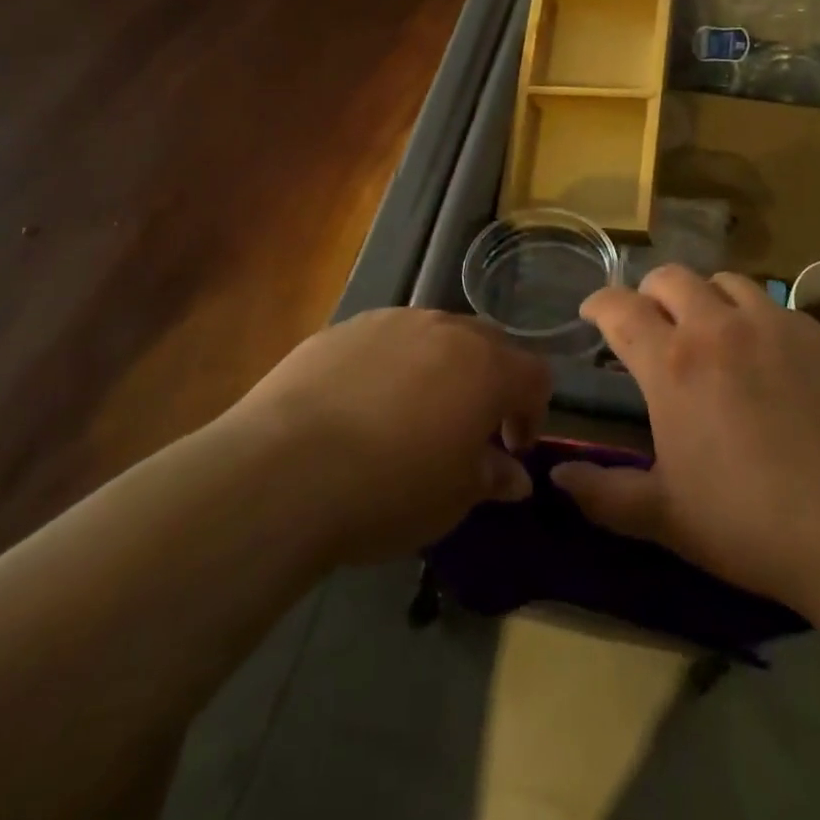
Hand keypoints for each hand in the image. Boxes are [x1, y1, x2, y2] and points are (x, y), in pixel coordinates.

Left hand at [228, 308, 551, 565]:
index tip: (511, 449)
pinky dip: (391, 366)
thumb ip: (492, 477)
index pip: (534, 375)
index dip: (532, 412)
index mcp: (486, 366)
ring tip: (412, 414)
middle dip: (489, 382)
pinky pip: (385, 340)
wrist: (284, 470)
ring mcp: (391, 322)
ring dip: (439, 369)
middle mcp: (445, 329)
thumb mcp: (453, 498)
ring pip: (434, 336)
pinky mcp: (343, 328)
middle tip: (469, 428)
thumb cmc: (389, 489)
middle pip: (488, 344)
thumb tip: (514, 476)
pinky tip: (362, 406)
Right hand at [550, 266, 819, 617]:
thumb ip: (605, 494)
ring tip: (709, 329)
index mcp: (672, 364)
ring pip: (725, 281)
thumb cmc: (753, 524)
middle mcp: (718, 327)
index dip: (598, 304)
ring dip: (704, 297)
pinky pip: (775, 305)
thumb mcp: (667, 518)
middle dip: (650, 293)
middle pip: (671, 278)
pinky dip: (753, 316)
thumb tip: (556, 478)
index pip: (620, 309)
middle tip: (651, 323)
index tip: (591, 313)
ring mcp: (774, 324)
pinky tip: (766, 354)